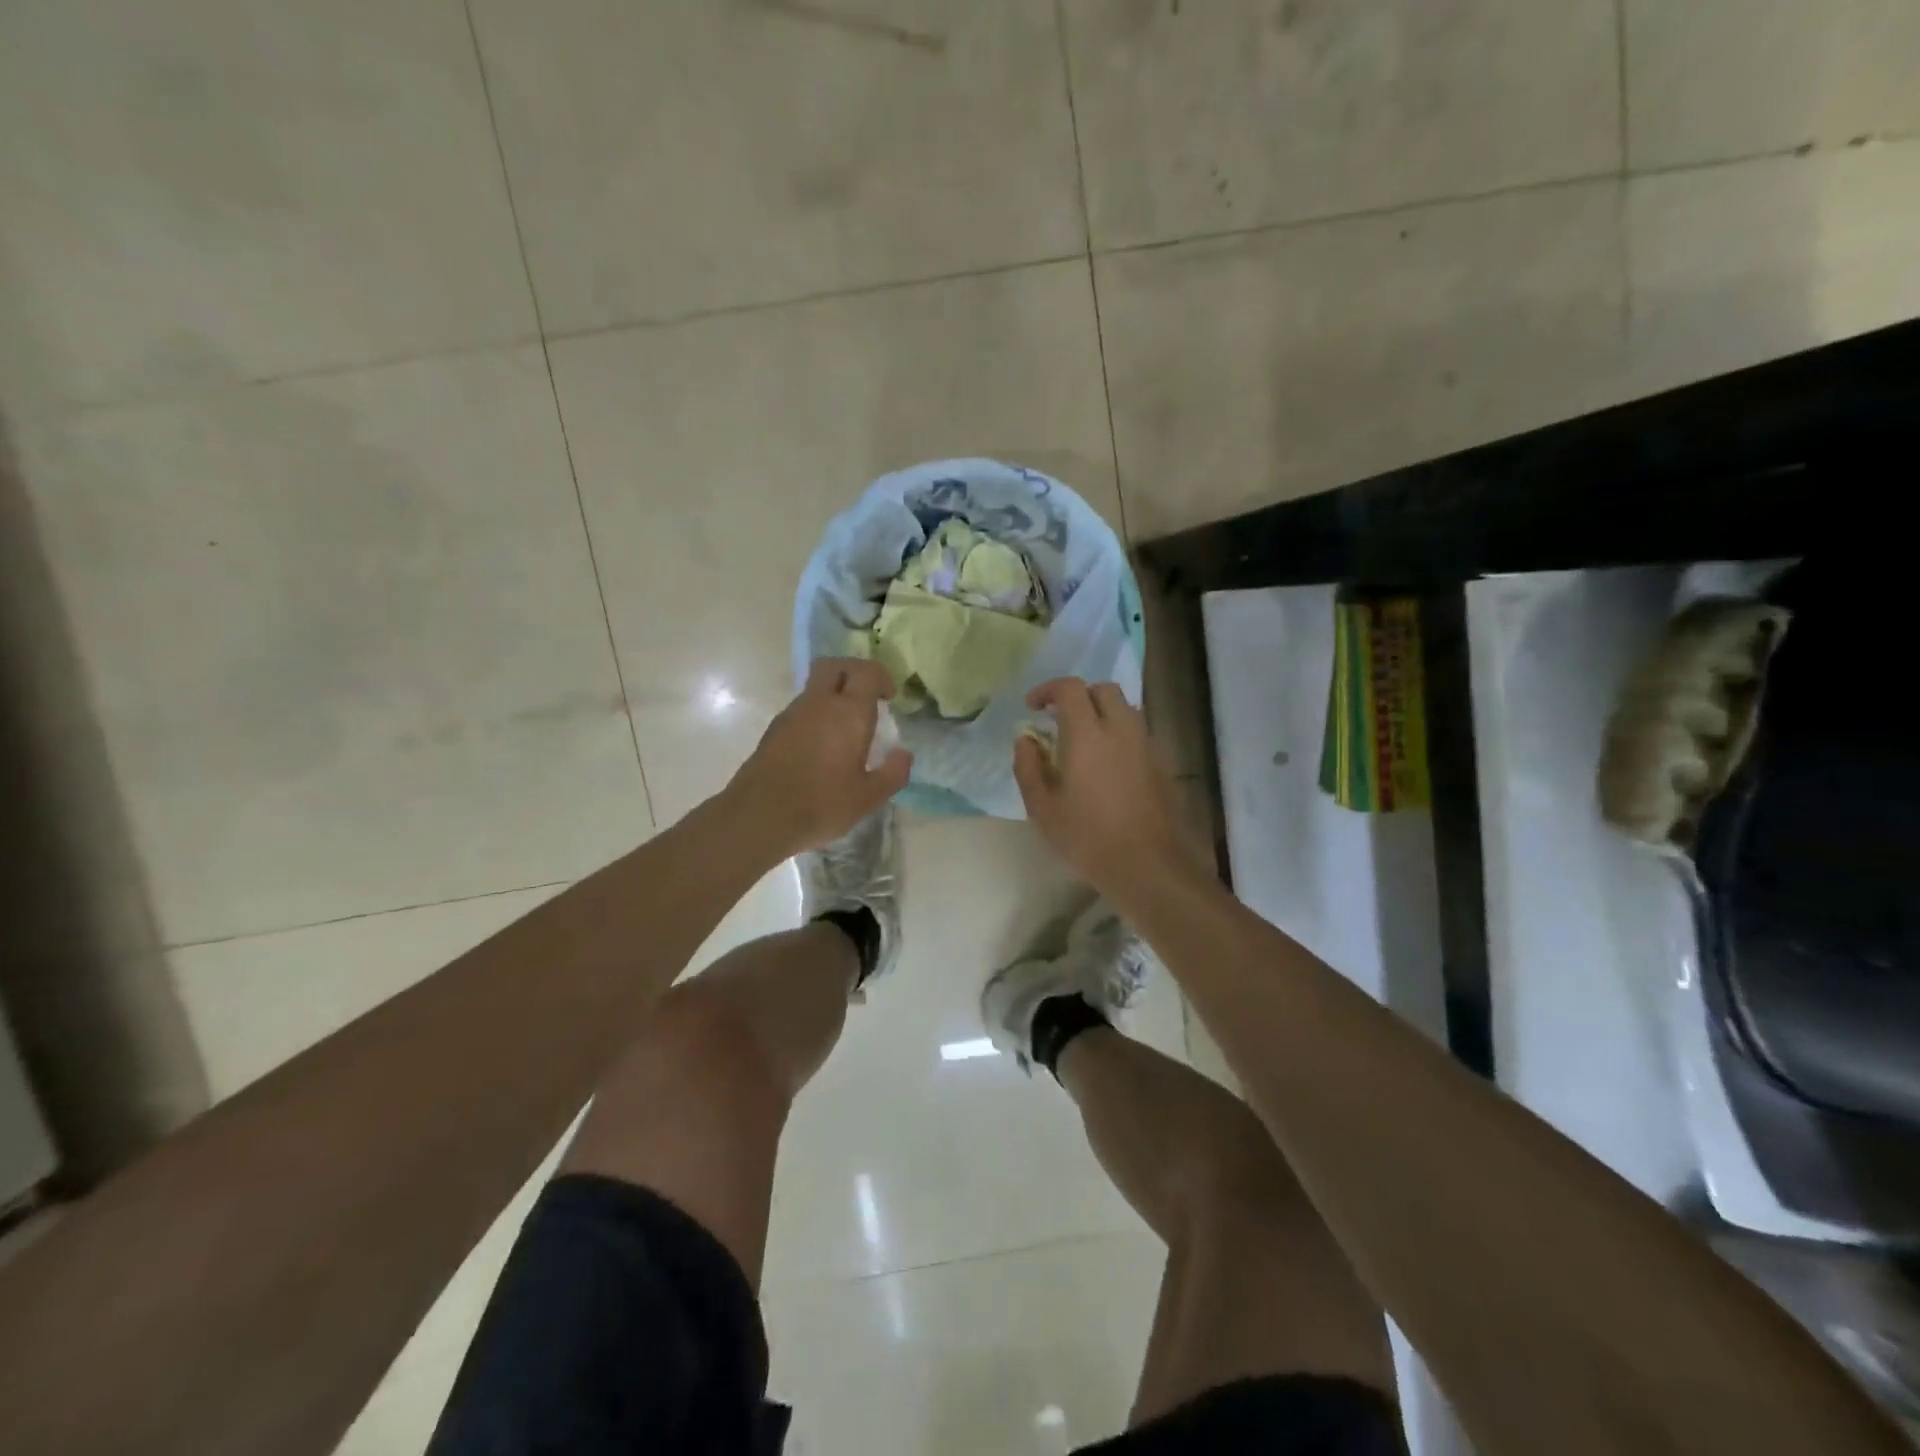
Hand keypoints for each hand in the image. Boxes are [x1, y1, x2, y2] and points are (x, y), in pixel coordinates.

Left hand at [728, 658, 912, 856]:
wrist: (759, 817)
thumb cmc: (821, 805)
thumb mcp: (868, 797)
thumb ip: (892, 773)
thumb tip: (904, 754)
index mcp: (848, 712)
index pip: (866, 672)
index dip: (881, 677)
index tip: (889, 697)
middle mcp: (819, 703)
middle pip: (835, 666)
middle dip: (854, 672)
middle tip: (867, 696)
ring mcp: (792, 714)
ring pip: (815, 687)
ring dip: (833, 695)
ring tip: (846, 728)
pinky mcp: (774, 729)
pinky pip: (802, 708)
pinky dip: (816, 714)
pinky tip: (822, 746)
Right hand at [1013, 678, 1207, 900]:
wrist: (1147, 865)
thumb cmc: (1087, 837)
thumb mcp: (1042, 808)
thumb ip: (1029, 766)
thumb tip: (1026, 739)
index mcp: (1088, 734)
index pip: (1070, 688)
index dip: (1048, 689)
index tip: (1033, 707)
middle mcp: (1121, 729)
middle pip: (1104, 690)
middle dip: (1080, 696)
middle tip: (1061, 720)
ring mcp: (1147, 744)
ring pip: (1126, 709)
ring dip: (1103, 714)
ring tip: (1085, 741)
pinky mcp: (1162, 763)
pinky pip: (1139, 733)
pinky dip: (1121, 735)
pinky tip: (1109, 765)